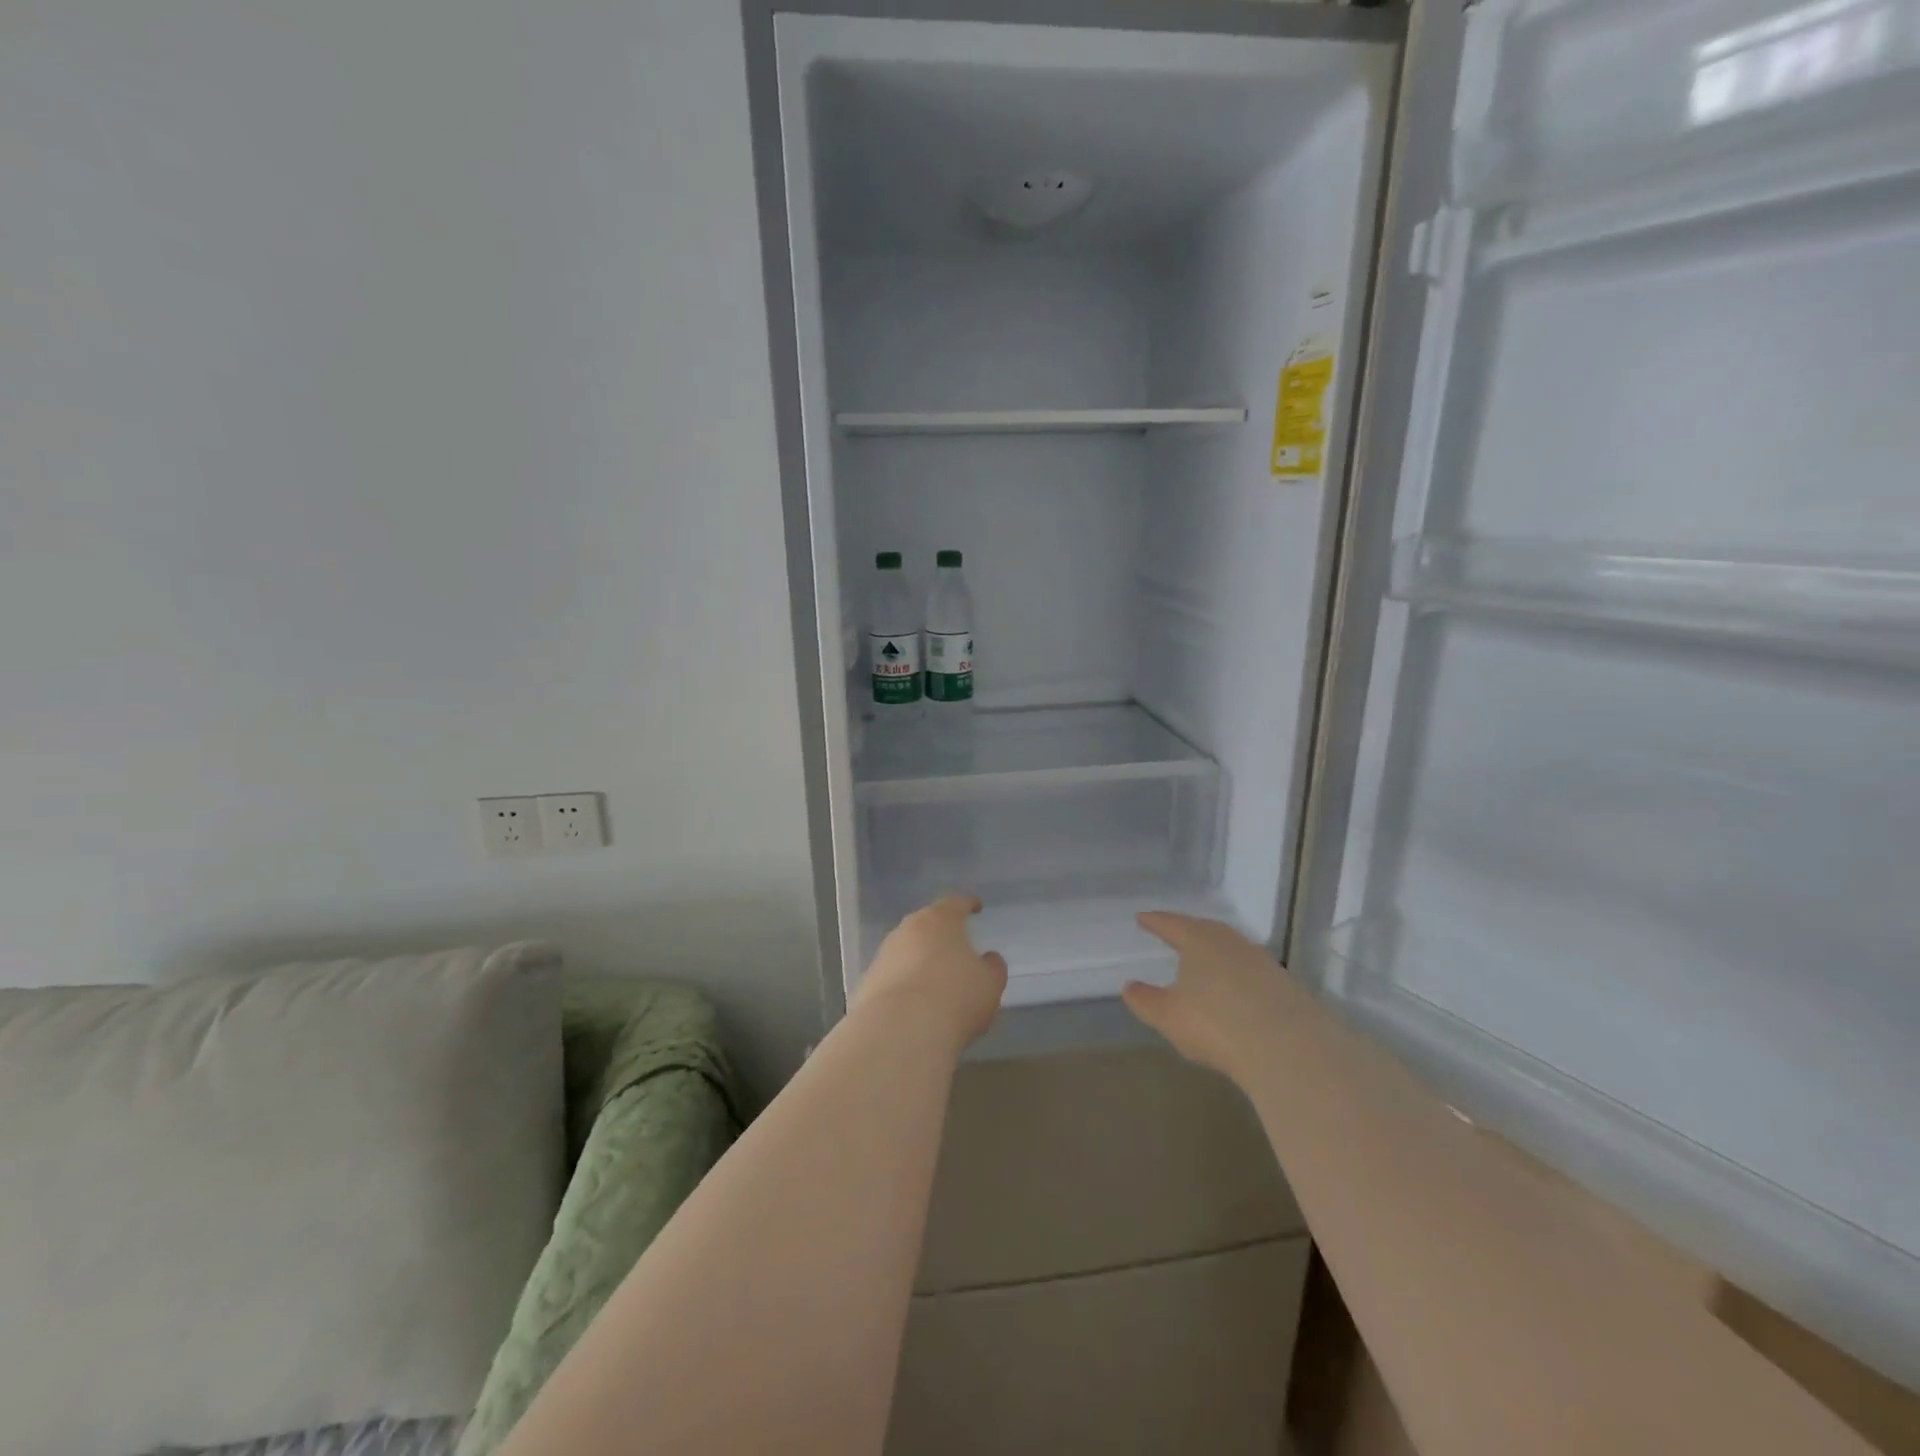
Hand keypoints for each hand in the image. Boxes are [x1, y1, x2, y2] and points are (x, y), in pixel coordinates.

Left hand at [854, 896, 1007, 1051]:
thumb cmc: (955, 997)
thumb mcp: (989, 984)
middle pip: (925, 925)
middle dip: (939, 935)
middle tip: (954, 947)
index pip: (955, 903)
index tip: (975, 906)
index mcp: (939, 920)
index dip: (967, 904)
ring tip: (934, 982)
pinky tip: (913, 1007)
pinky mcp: (866, 984)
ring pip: (905, 952)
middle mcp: (907, 930)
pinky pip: (891, 979)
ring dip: (918, 962)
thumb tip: (988, 959)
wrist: (899, 1031)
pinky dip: (903, 987)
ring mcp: (883, 956)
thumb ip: (992, 967)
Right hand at [1122, 911, 1297, 1081]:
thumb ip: (1145, 1000)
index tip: (1142, 917)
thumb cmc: (1215, 1023)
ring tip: (1203, 962)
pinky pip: (1251, 971)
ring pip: (1231, 949)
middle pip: (1204, 930)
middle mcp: (1231, 942)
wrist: (1289, 1047)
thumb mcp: (1168, 1015)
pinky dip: (1236, 976)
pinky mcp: (1284, 985)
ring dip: (1215, 954)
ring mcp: (1261, 961)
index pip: (1170, 924)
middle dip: (1187, 932)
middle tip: (1173, 933)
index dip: (1154, 922)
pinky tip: (1234, 990)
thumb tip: (1128, 986)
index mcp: (1199, 939)